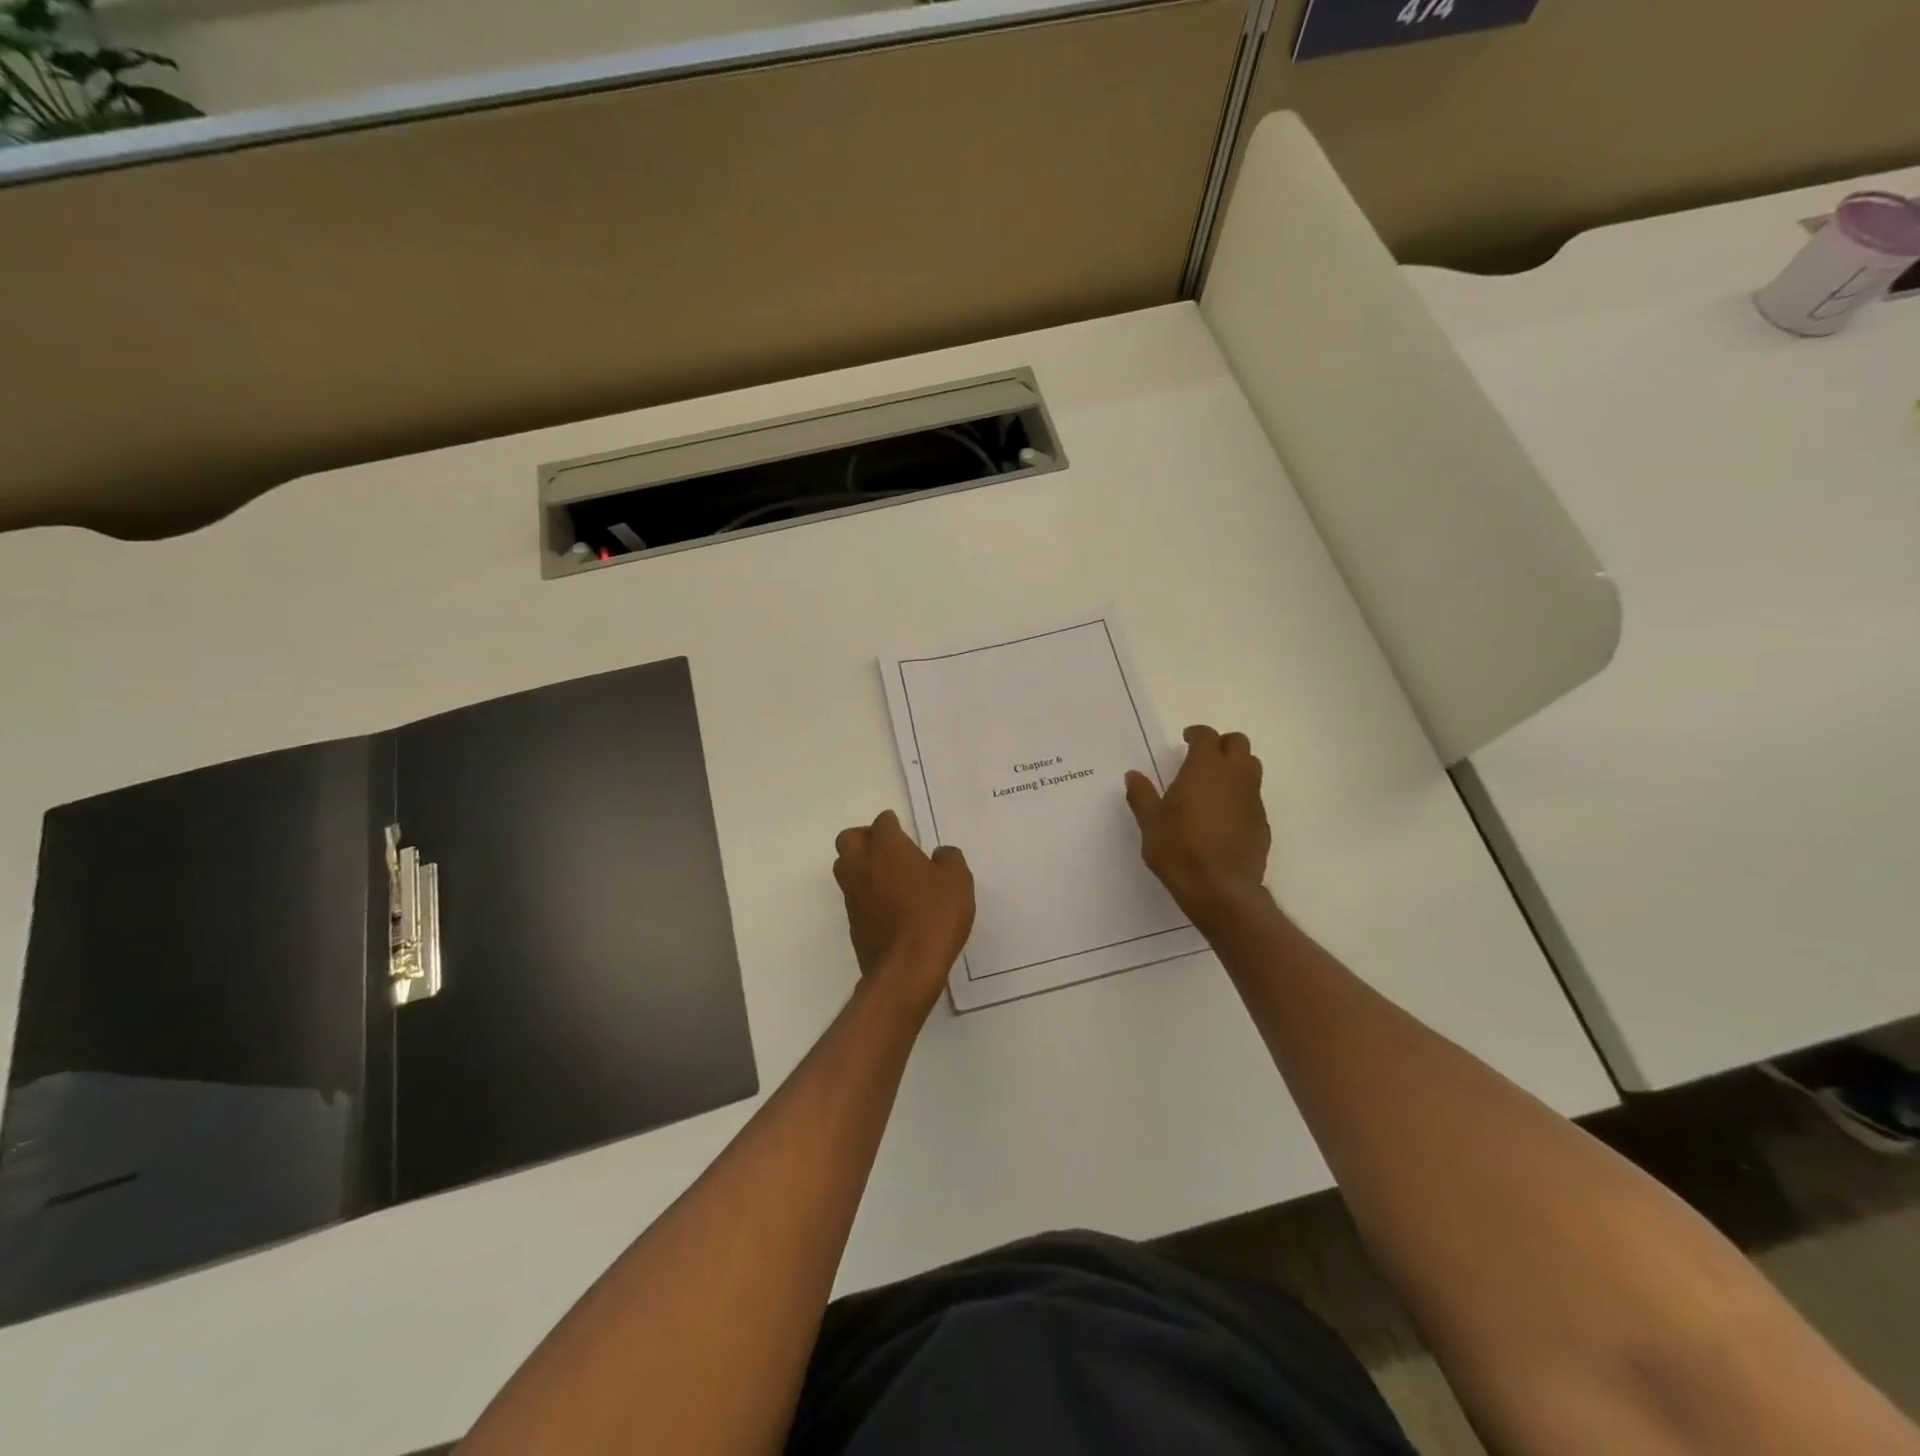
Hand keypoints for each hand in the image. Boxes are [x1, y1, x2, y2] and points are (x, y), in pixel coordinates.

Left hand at [832, 810, 974, 1014]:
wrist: (907, 968)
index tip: (903, 830)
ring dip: (860, 864)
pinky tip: (887, 904)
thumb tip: (939, 854)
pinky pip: (853, 896)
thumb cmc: (935, 916)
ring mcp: (853, 895)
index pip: (882, 823)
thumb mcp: (958, 881)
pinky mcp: (853, 922)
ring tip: (886, 875)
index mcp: (887, 848)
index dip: (892, 824)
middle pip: (849, 839)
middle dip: (865, 837)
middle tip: (888, 848)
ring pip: (844, 867)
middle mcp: (862, 866)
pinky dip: (865, 893)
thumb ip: (949, 859)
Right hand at [1125, 725, 1270, 923]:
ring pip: (1251, 769)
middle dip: (1222, 745)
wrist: (1220, 889)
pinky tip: (1224, 817)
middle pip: (1239, 744)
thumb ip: (1142, 795)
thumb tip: (1133, 775)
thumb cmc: (1179, 849)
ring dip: (1235, 768)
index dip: (1197, 734)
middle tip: (1203, 758)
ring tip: (1214, 785)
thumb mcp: (1150, 822)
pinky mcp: (1262, 823)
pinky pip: (1253, 798)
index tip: (1186, 739)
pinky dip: (1240, 797)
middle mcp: (1235, 776)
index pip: (1207, 736)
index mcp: (1205, 768)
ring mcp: (1253, 799)